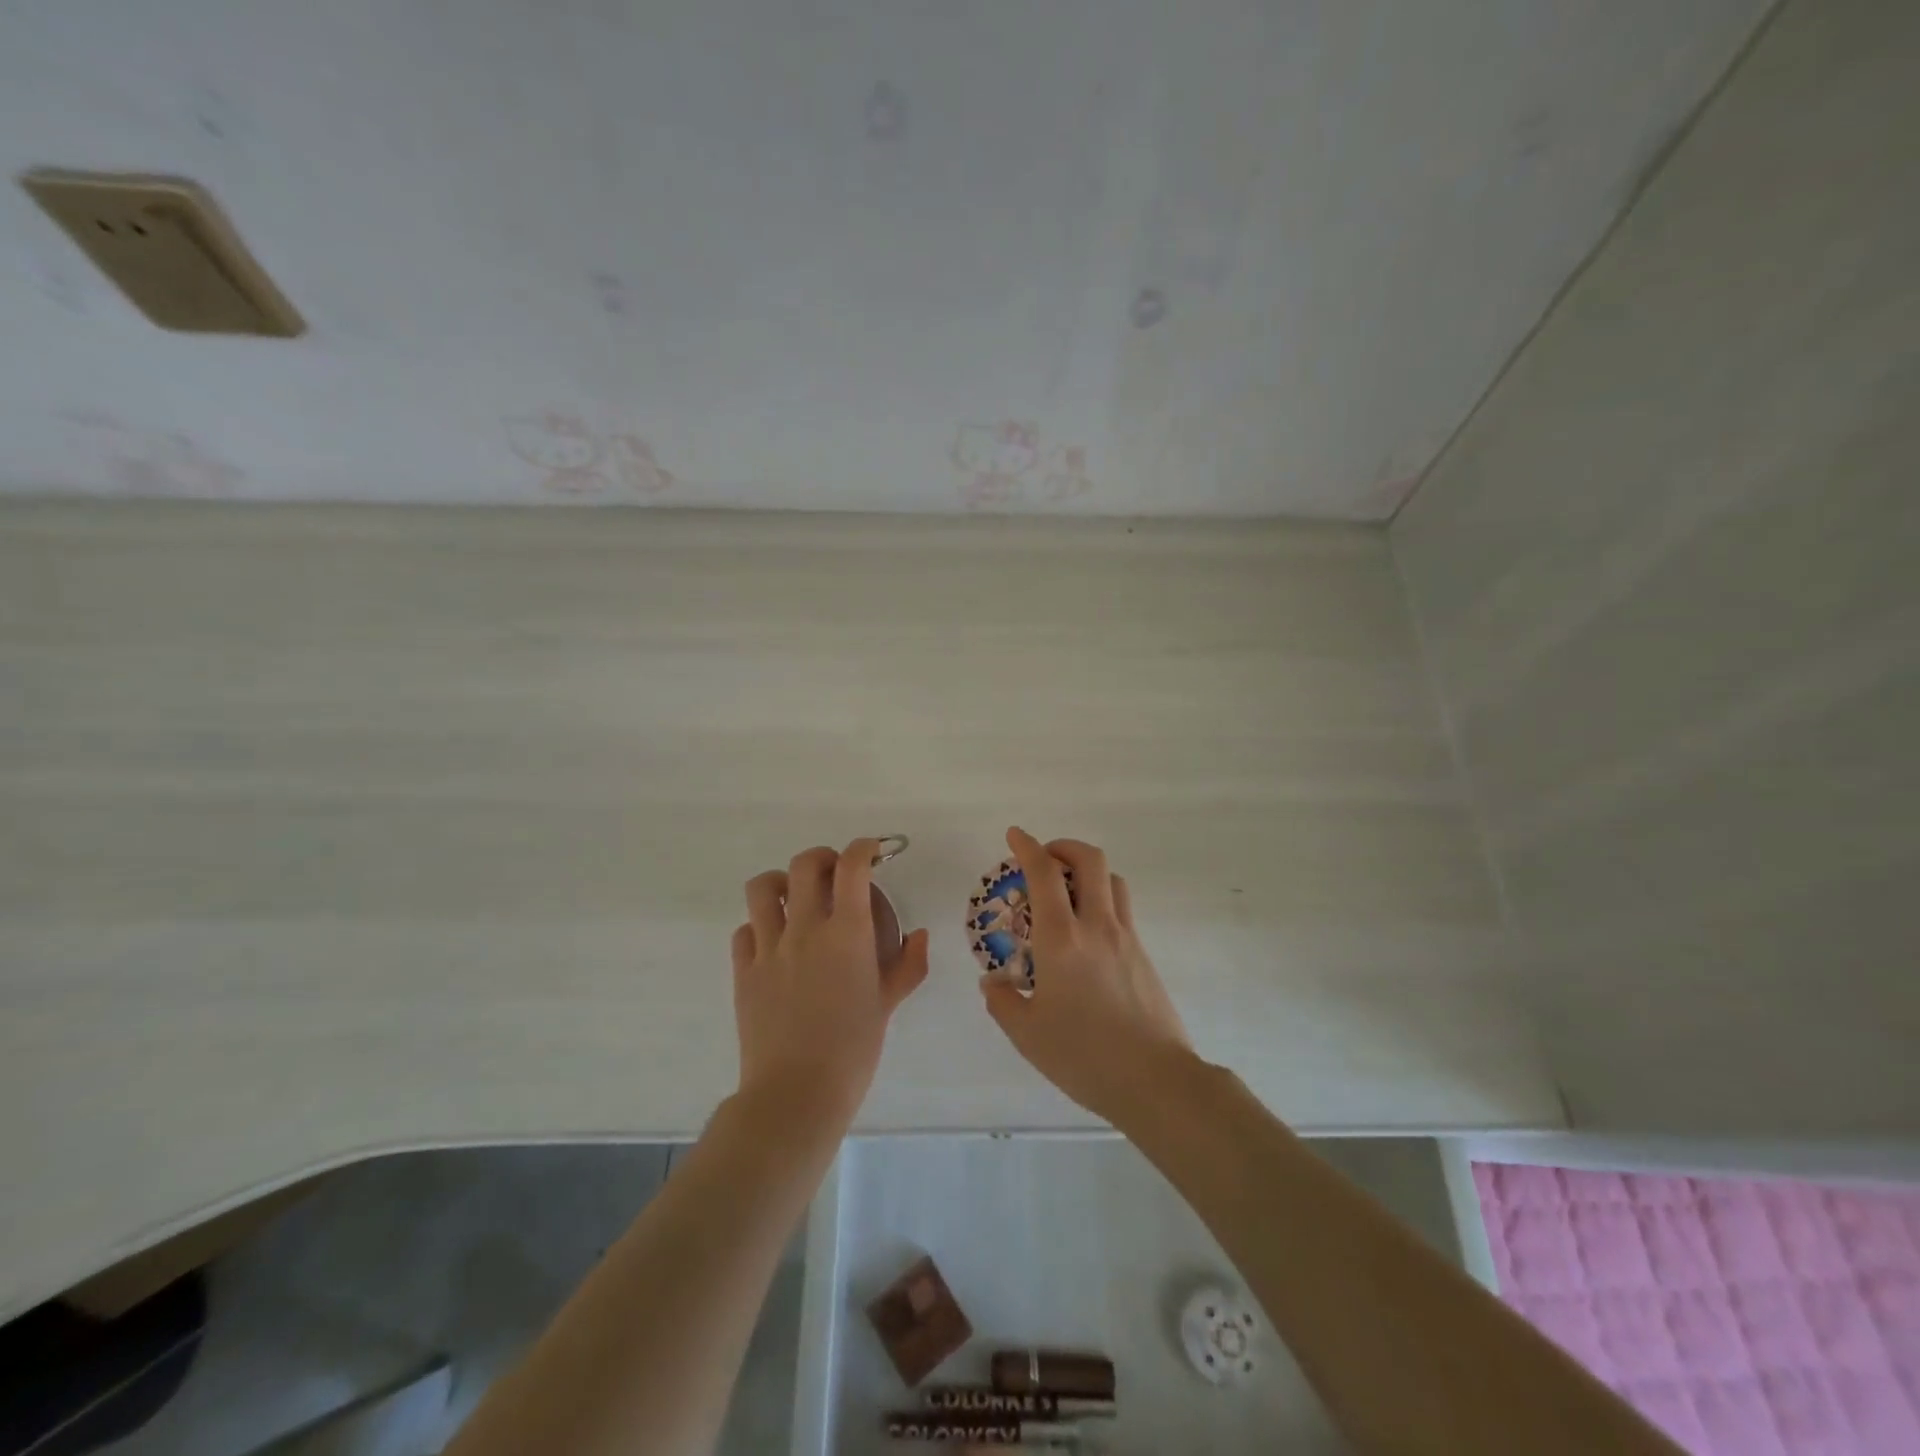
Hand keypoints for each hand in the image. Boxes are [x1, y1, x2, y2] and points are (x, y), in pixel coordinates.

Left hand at [731, 838, 929, 1129]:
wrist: (796, 1093)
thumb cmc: (853, 1049)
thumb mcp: (887, 1005)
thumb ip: (907, 965)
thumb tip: (920, 935)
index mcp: (847, 932)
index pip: (852, 867)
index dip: (863, 848)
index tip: (871, 851)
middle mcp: (805, 928)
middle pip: (804, 864)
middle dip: (823, 858)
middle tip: (834, 874)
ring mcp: (768, 947)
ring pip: (762, 887)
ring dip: (781, 883)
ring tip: (793, 898)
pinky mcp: (743, 971)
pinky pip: (744, 930)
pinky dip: (759, 926)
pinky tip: (773, 943)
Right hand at [978, 827, 1192, 1123]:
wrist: (1156, 1080)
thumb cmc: (1084, 1056)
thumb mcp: (1027, 1034)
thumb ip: (1003, 1002)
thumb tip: (993, 982)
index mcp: (1061, 939)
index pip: (1043, 873)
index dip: (1027, 846)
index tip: (1014, 835)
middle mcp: (1096, 926)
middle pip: (1089, 860)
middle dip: (1064, 847)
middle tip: (1044, 858)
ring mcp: (1126, 938)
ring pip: (1112, 880)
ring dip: (1087, 872)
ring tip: (1068, 892)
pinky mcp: (1144, 955)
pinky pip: (1122, 909)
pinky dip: (1102, 901)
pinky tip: (1087, 935)